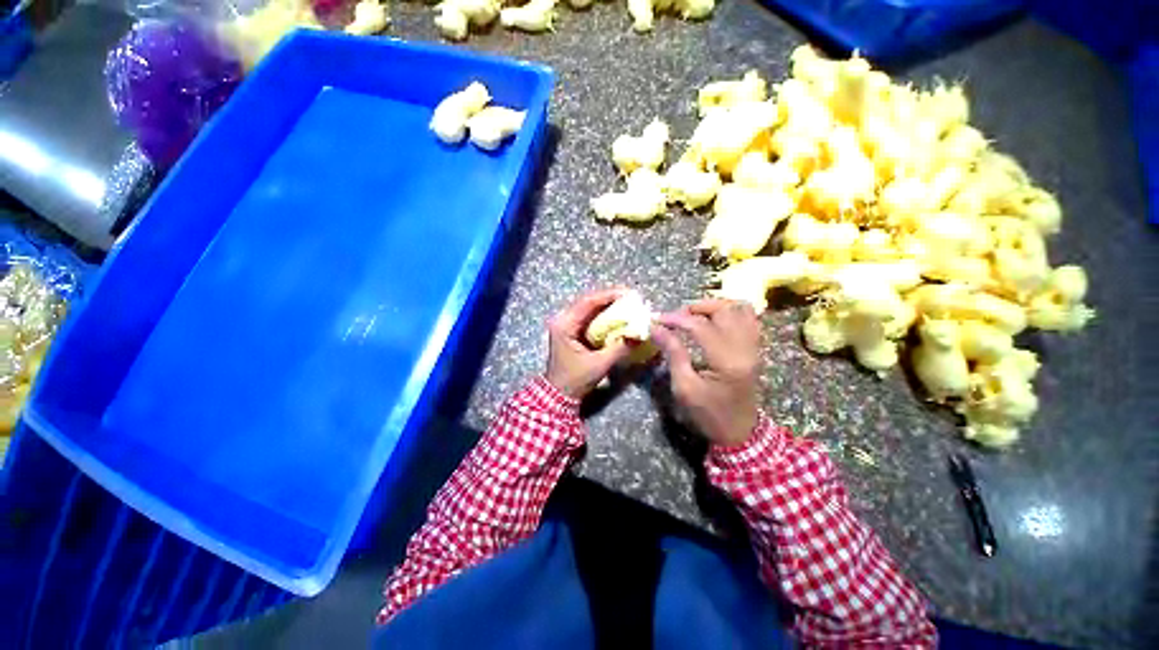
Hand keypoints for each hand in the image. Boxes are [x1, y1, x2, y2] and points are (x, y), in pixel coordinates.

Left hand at [545, 289, 631, 398]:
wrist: (559, 395)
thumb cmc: (575, 380)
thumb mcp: (599, 364)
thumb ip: (620, 348)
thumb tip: (640, 336)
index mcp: (565, 325)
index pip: (587, 302)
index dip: (608, 296)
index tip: (628, 293)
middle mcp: (564, 321)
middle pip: (588, 302)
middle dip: (610, 299)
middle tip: (631, 298)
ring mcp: (567, 326)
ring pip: (590, 310)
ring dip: (608, 307)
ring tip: (627, 305)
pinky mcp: (573, 332)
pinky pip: (590, 319)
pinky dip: (604, 317)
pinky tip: (618, 317)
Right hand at [650, 299, 761, 446]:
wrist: (739, 432)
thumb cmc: (708, 414)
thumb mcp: (684, 387)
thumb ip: (673, 353)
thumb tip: (656, 328)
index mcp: (727, 361)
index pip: (700, 326)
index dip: (676, 319)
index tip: (658, 320)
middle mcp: (745, 348)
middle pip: (725, 310)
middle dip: (697, 307)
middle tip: (677, 317)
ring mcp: (754, 347)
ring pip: (740, 309)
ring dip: (715, 306)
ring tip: (695, 314)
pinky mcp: (755, 348)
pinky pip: (749, 318)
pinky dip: (730, 312)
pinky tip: (714, 319)